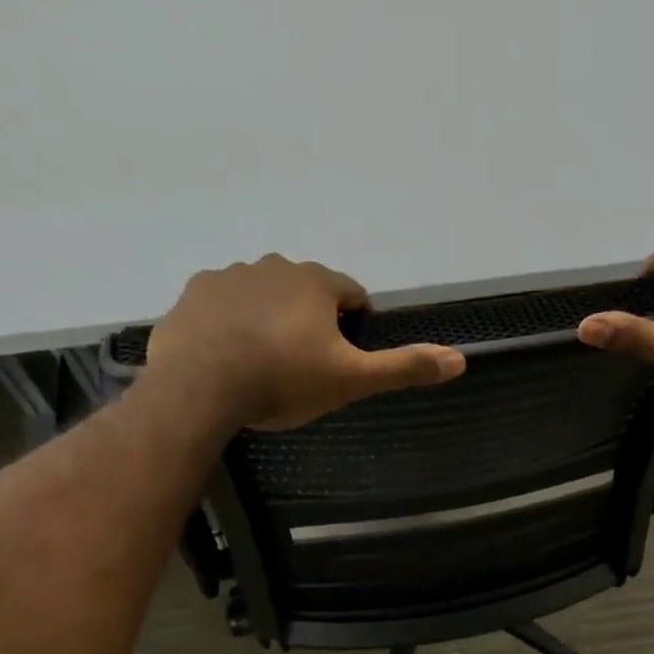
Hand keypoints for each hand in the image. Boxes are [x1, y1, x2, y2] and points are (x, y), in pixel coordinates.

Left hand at [140, 256, 465, 430]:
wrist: (201, 386)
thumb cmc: (285, 380)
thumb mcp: (352, 380)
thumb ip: (404, 367)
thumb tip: (460, 359)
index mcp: (316, 282)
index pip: (351, 292)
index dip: (354, 323)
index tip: (346, 354)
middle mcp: (274, 266)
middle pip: (305, 291)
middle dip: (310, 320)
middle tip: (304, 366)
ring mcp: (229, 276)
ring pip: (263, 295)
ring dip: (270, 319)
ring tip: (264, 363)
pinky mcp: (193, 294)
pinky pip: (223, 305)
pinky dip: (231, 323)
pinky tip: (228, 356)